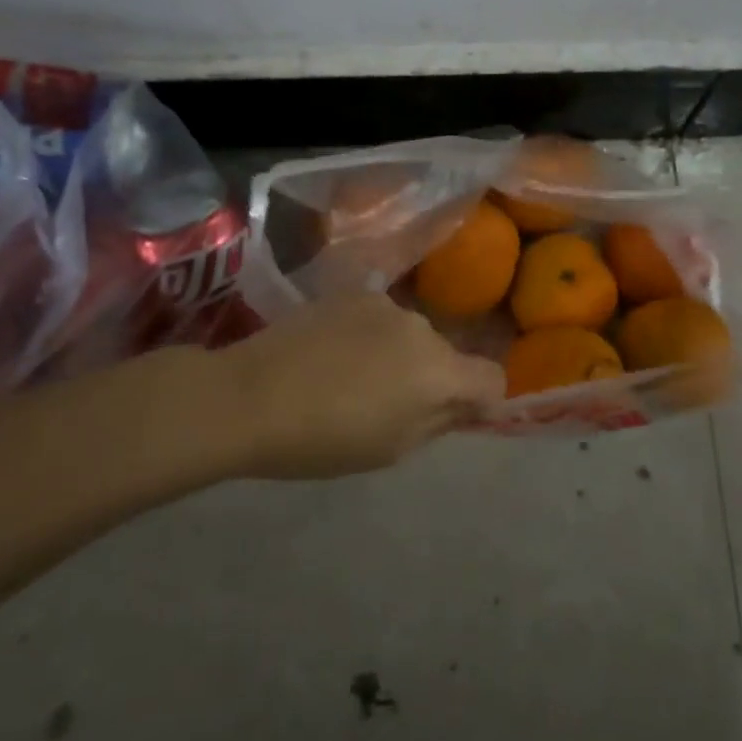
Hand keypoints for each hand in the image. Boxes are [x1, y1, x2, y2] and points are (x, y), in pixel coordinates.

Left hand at [213, 293, 505, 478]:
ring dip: (398, 354)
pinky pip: (379, 317)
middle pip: (446, 355)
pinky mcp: (351, 292)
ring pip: (410, 334)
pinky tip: (330, 354)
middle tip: (388, 405)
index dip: (481, 400)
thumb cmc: (324, 439)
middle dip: (431, 378)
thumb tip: (464, 405)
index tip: (454, 416)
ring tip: (350, 378)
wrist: (249, 395)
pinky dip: (369, 335)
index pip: (492, 377)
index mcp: (439, 372)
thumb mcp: (392, 448)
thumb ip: (439, 421)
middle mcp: (421, 327)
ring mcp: (384, 304)